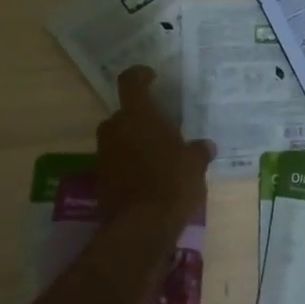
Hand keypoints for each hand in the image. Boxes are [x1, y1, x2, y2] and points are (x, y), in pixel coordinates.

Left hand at [95, 66, 213, 229]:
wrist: (141, 228)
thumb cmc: (172, 182)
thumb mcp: (195, 164)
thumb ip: (198, 151)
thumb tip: (205, 146)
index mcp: (138, 114)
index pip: (131, 81)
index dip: (141, 75)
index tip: (152, 77)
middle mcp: (115, 128)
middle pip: (125, 113)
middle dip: (141, 119)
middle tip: (163, 130)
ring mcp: (103, 154)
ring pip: (119, 138)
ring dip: (134, 143)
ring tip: (159, 157)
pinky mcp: (100, 180)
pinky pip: (116, 162)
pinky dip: (129, 165)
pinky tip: (149, 179)